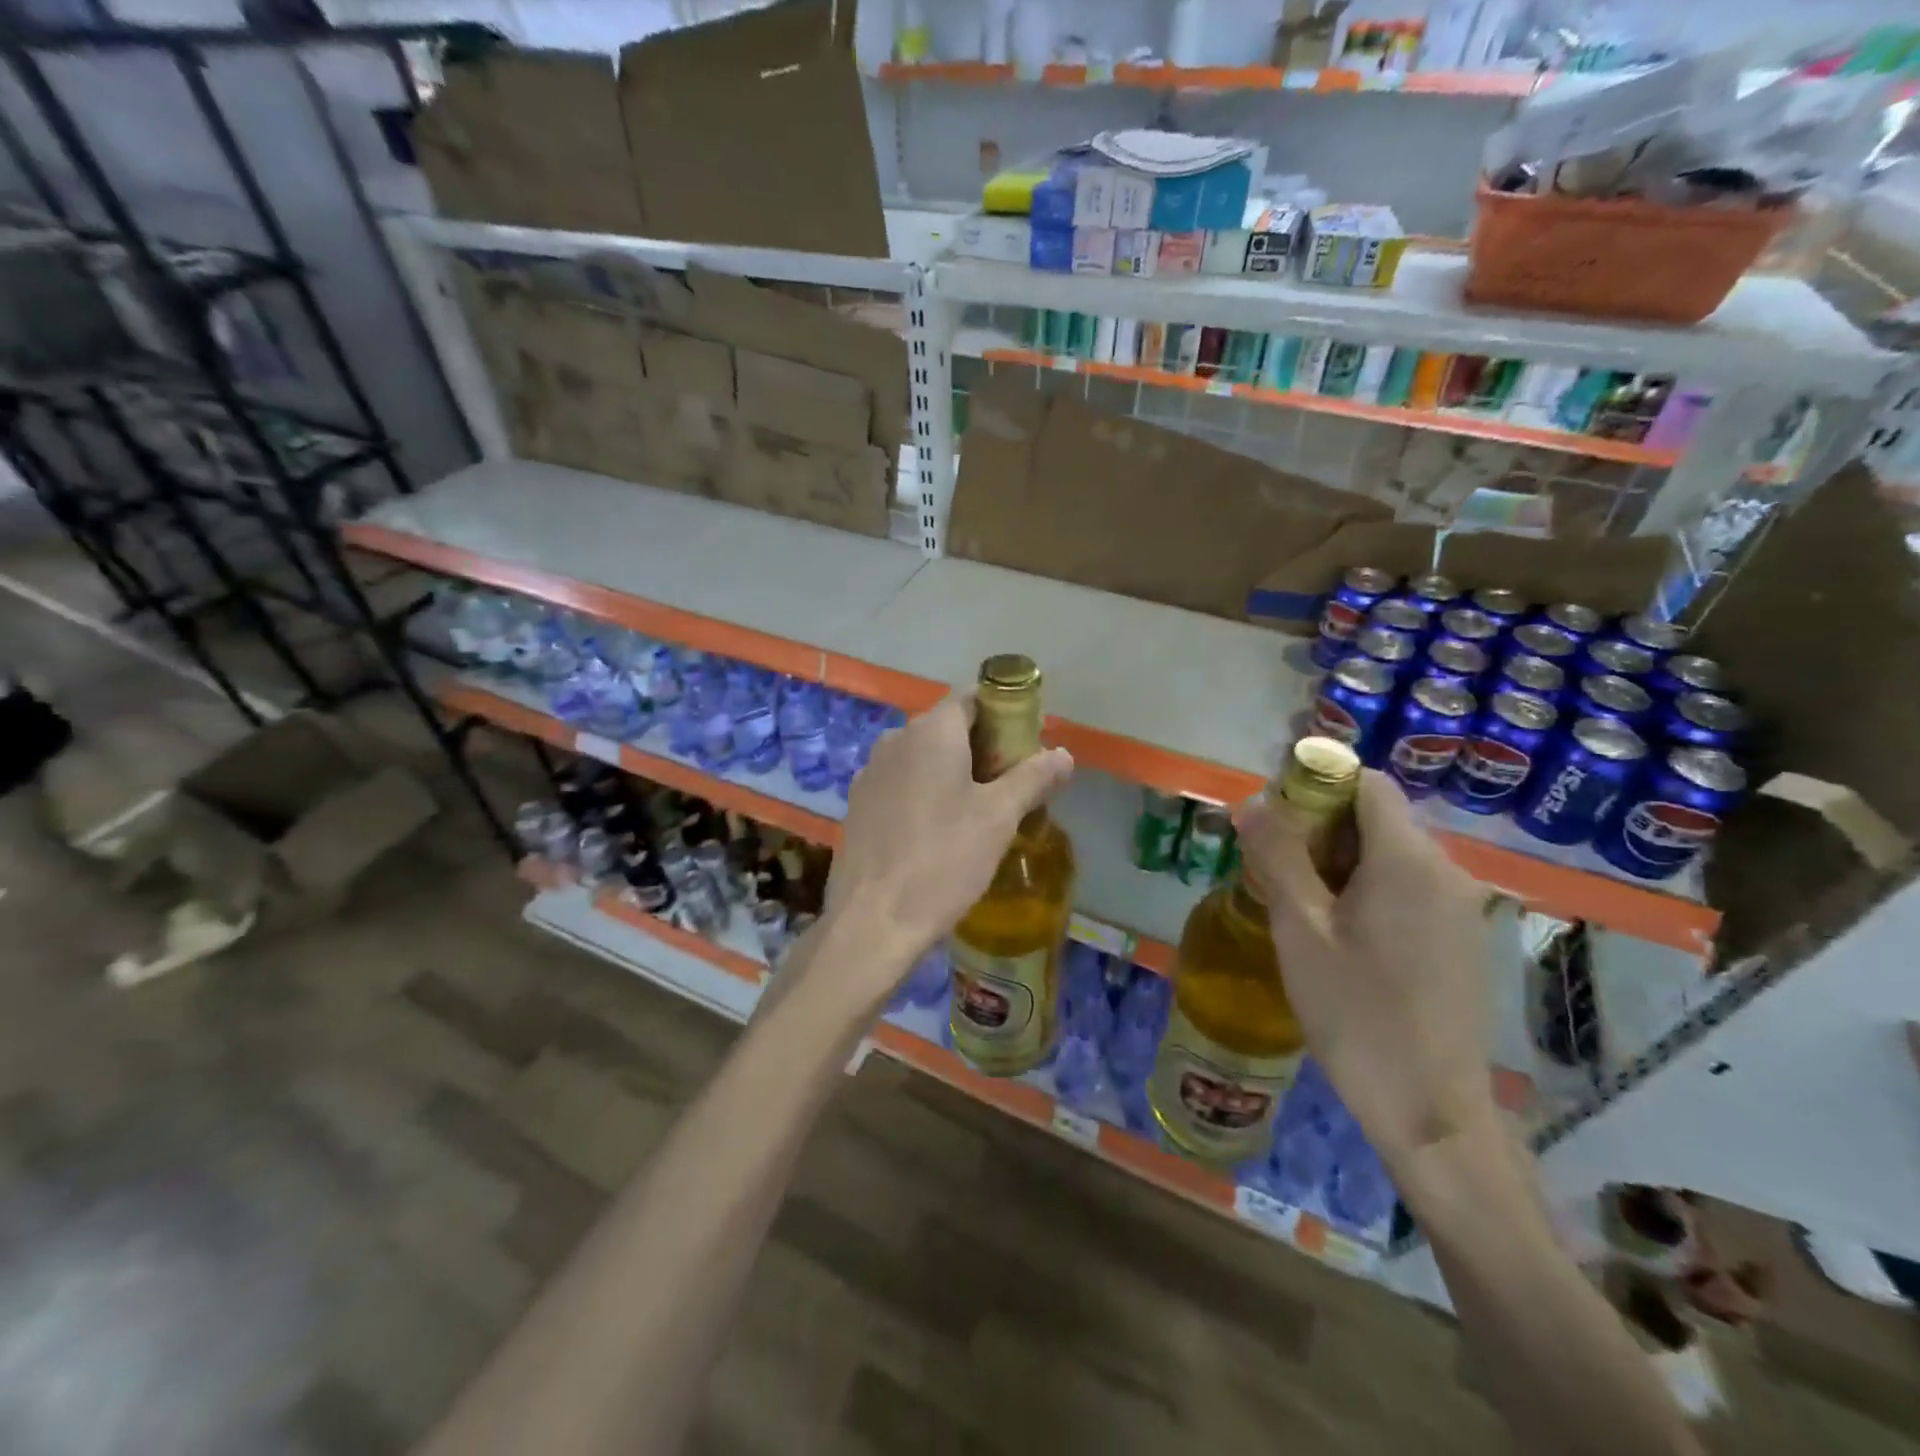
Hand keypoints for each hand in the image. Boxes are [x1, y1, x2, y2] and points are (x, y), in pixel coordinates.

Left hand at [820, 694, 1072, 1009]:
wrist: (872, 921)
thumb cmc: (943, 860)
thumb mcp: (999, 818)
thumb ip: (1033, 778)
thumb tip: (1064, 754)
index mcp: (931, 731)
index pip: (971, 698)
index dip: (1003, 713)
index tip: (1025, 743)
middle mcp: (894, 739)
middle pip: (946, 727)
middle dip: (982, 747)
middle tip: (1011, 785)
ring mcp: (870, 772)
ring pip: (921, 758)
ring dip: (952, 773)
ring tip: (978, 812)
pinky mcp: (857, 805)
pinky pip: (900, 784)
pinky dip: (924, 793)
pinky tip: (938, 832)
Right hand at [1233, 769, 1492, 1169]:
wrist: (1430, 1113)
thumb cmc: (1357, 1014)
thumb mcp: (1300, 929)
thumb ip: (1276, 856)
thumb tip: (1252, 802)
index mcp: (1409, 860)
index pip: (1366, 783)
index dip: (1317, 786)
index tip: (1275, 823)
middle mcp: (1447, 871)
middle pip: (1377, 818)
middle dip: (1321, 831)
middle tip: (1276, 874)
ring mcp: (1461, 907)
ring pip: (1390, 855)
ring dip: (1340, 864)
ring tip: (1300, 911)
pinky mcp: (1462, 939)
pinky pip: (1408, 889)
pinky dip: (1367, 891)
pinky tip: (1340, 939)